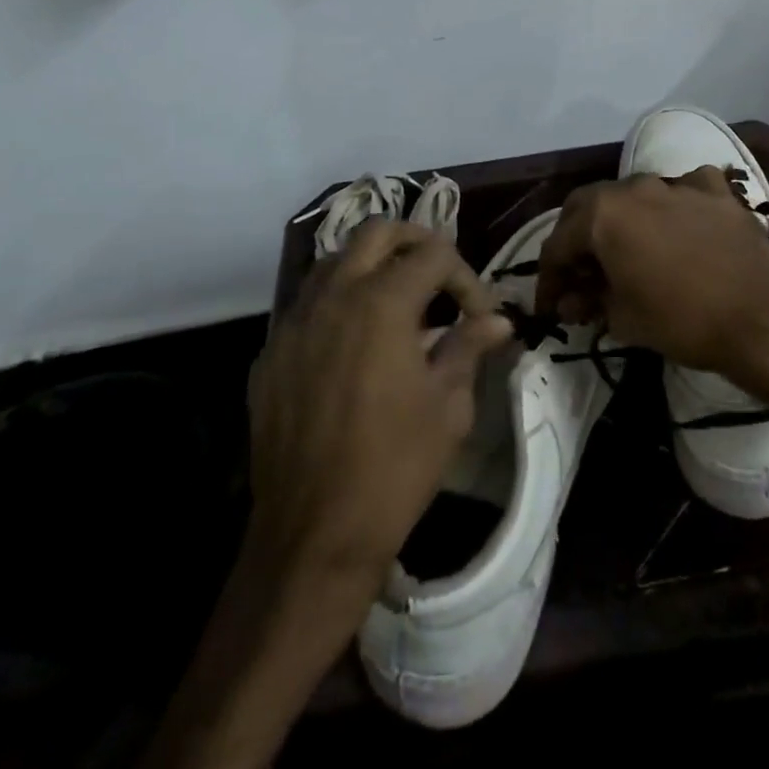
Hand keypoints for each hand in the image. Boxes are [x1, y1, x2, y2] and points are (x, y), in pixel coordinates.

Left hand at [245, 221, 512, 598]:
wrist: (313, 537)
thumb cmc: (395, 468)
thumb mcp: (449, 406)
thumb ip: (468, 347)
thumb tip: (497, 320)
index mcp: (382, 302)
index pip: (434, 254)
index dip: (466, 277)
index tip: (479, 316)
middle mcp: (333, 296)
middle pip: (377, 232)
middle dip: (416, 243)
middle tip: (439, 277)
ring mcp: (294, 323)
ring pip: (335, 260)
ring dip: (372, 266)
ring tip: (398, 304)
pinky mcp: (271, 354)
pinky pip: (308, 304)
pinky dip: (338, 303)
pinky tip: (355, 345)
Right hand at [535, 167, 768, 380]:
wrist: (763, 315)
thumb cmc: (682, 320)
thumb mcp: (624, 319)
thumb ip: (591, 303)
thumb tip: (574, 302)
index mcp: (604, 214)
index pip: (559, 243)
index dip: (549, 278)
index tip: (550, 306)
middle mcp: (635, 186)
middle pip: (590, 207)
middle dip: (577, 239)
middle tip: (579, 274)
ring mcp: (678, 183)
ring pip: (635, 195)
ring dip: (622, 222)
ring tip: (626, 254)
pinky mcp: (716, 190)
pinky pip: (683, 191)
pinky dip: (672, 208)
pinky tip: (679, 229)